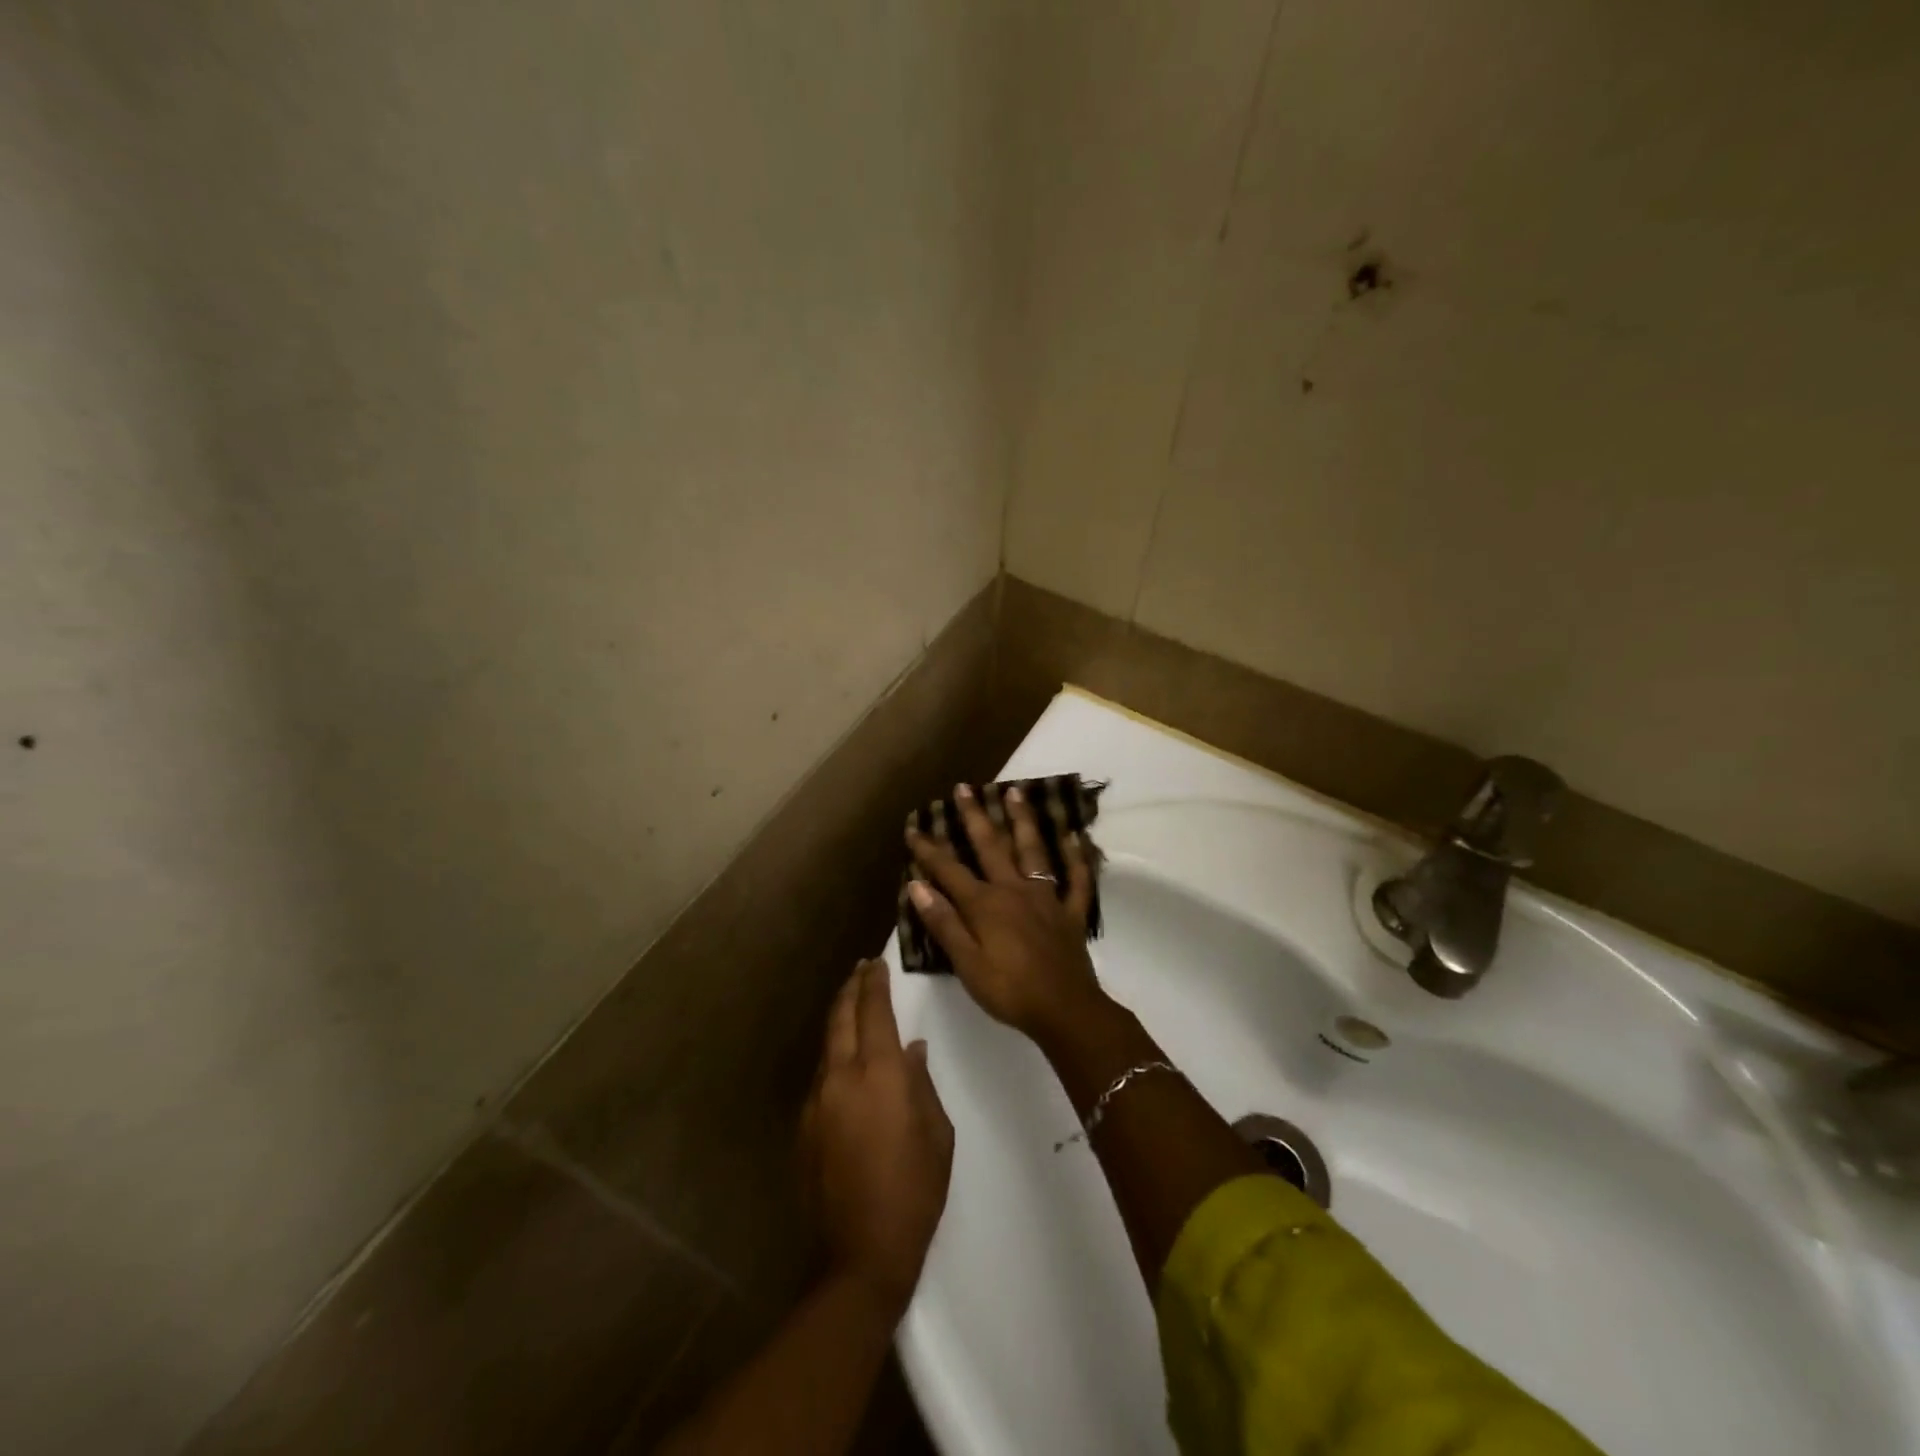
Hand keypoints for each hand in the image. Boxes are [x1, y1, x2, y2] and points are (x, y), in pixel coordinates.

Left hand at [801, 960, 953, 1316]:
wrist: (861, 1253)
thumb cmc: (914, 1190)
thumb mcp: (937, 1133)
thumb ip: (921, 1083)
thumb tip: (911, 1051)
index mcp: (879, 1074)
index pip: (874, 1011)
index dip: (875, 983)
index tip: (877, 962)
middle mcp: (841, 1077)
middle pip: (841, 1017)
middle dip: (851, 989)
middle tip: (860, 970)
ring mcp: (816, 1101)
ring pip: (827, 1046)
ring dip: (840, 1021)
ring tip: (853, 1007)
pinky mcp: (804, 1126)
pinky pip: (821, 1077)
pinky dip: (834, 1057)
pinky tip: (846, 1064)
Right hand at [906, 782, 1105, 1042]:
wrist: (1065, 1010)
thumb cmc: (1009, 990)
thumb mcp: (966, 964)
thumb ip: (944, 923)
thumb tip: (918, 886)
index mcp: (985, 905)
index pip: (950, 870)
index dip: (930, 849)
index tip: (914, 827)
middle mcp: (1014, 890)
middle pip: (991, 847)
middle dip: (975, 817)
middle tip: (964, 788)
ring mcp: (1046, 898)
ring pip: (1033, 851)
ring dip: (1023, 821)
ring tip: (1016, 792)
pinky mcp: (1070, 913)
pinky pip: (1076, 880)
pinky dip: (1076, 857)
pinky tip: (1075, 837)